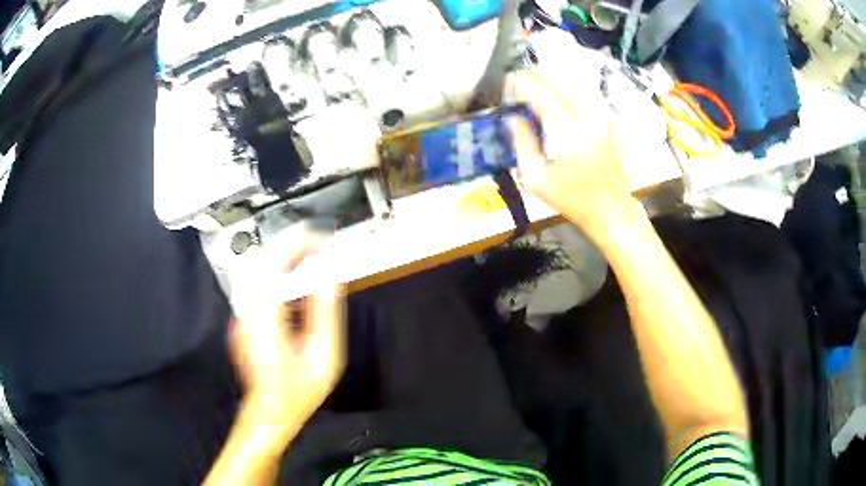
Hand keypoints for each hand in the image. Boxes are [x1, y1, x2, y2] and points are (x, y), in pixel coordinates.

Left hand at [229, 240, 345, 430]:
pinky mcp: (243, 320)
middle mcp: (247, 312)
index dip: (297, 245)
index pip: (274, 265)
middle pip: (263, 263)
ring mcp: (241, 316)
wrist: (270, 412)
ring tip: (310, 257)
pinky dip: (277, 275)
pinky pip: (258, 287)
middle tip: (319, 244)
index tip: (321, 240)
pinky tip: (293, 280)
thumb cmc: (298, 390)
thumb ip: (326, 310)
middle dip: (291, 247)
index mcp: (265, 319)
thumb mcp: (323, 353)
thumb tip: (331, 274)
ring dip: (284, 259)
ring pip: (259, 273)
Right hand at [507, 68, 638, 239]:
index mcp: (565, 129)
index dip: (521, 82)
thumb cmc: (572, 198)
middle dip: (536, 74)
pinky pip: (588, 93)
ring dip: (554, 77)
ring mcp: (600, 116)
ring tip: (538, 81)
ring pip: (575, 82)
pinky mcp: (608, 121)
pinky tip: (562, 92)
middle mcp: (585, 116)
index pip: (539, 92)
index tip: (507, 82)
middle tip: (519, 78)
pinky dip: (571, 86)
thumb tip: (512, 118)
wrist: (611, 208)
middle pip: (558, 80)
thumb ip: (522, 144)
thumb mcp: (536, 179)